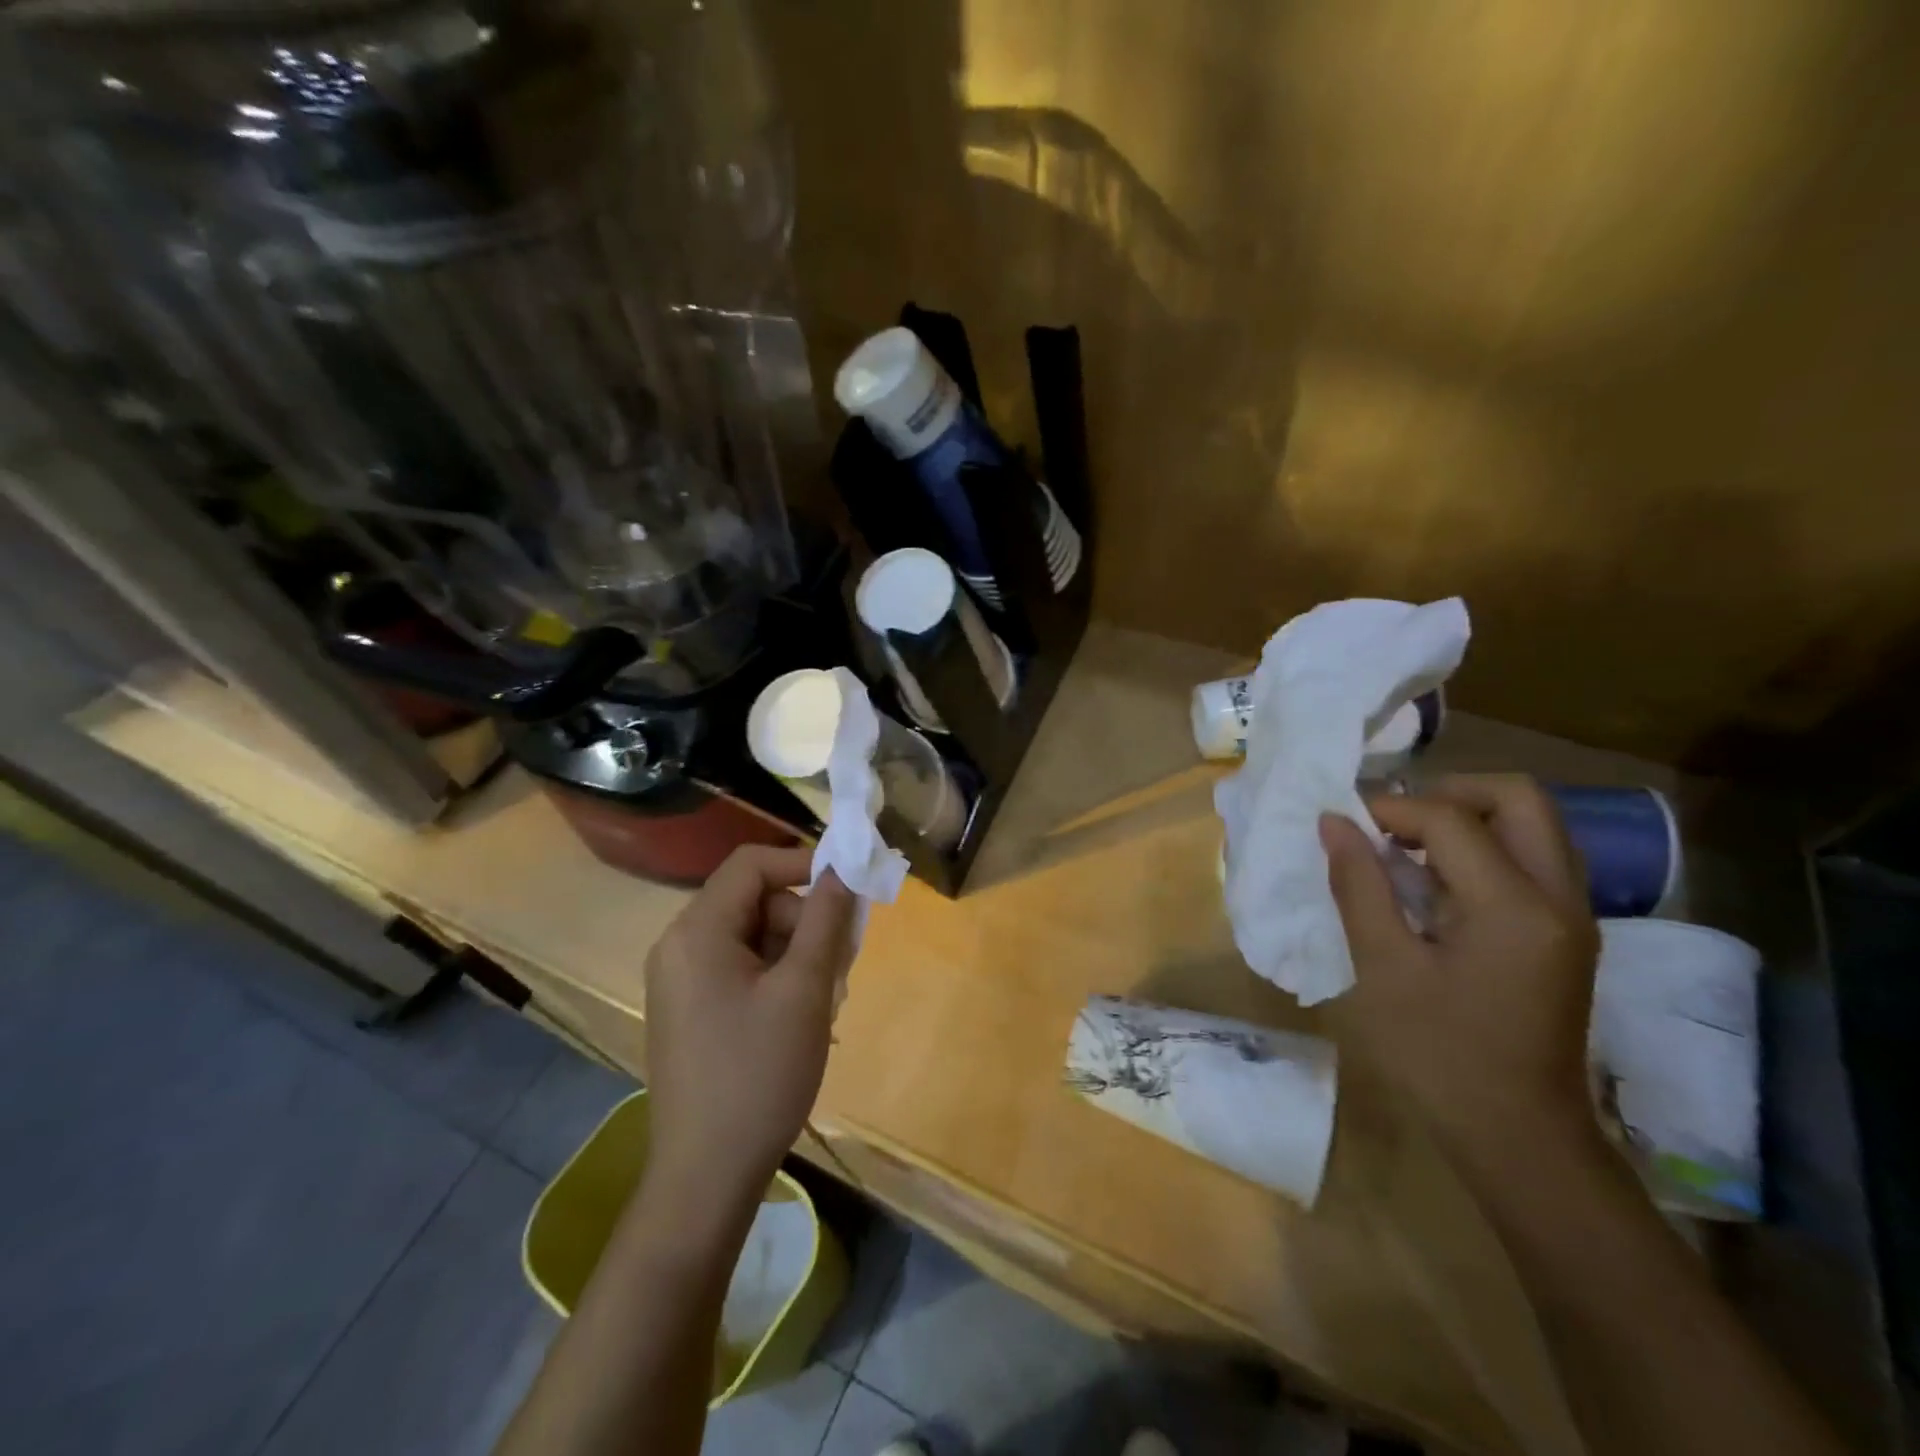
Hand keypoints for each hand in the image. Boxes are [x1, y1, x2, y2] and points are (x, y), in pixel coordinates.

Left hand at [642, 845, 856, 1212]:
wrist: (705, 1178)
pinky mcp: (689, 1011)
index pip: (752, 864)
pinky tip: (800, 1019)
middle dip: (804, 922)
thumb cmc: (759, 1074)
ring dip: (796, 954)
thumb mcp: (804, 990)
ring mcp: (680, 982)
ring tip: (825, 1001)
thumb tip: (842, 869)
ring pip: (752, 938)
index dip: (804, 864)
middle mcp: (679, 946)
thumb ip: (825, 919)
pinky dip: (776, 979)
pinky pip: (739, 969)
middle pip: (754, 901)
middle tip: (842, 965)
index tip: (847, 891)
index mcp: (696, 932)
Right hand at [1319, 774, 1600, 1166]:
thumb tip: (1334, 823)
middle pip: (1519, 799)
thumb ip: (1359, 886)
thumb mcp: (1383, 968)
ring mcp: (1573, 916)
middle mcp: (1559, 898)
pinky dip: (1485, 848)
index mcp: (1514, 907)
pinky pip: (1533, 859)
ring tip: (1408, 846)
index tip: (1341, 824)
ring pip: (1533, 825)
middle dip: (1449, 792)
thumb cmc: (1438, 1055)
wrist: (1518, 1137)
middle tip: (1393, 821)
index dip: (1388, 809)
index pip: (1450, 819)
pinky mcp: (1567, 935)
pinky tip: (1437, 882)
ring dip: (1469, 817)